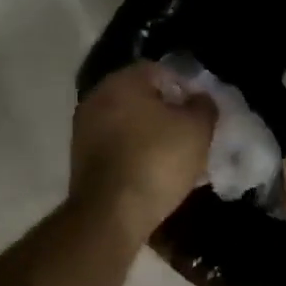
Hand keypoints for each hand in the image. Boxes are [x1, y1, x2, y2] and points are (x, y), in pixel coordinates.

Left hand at [68, 62, 215, 242]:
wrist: (111, 214)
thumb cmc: (157, 161)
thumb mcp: (197, 129)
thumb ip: (204, 106)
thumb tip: (199, 99)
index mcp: (123, 81)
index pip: (160, 70)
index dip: (186, 87)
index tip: (202, 111)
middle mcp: (97, 98)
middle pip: (142, 97)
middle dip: (168, 112)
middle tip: (192, 133)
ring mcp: (85, 129)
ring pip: (129, 124)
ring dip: (152, 135)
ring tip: (177, 157)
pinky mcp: (81, 159)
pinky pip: (117, 147)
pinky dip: (136, 153)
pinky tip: (155, 173)